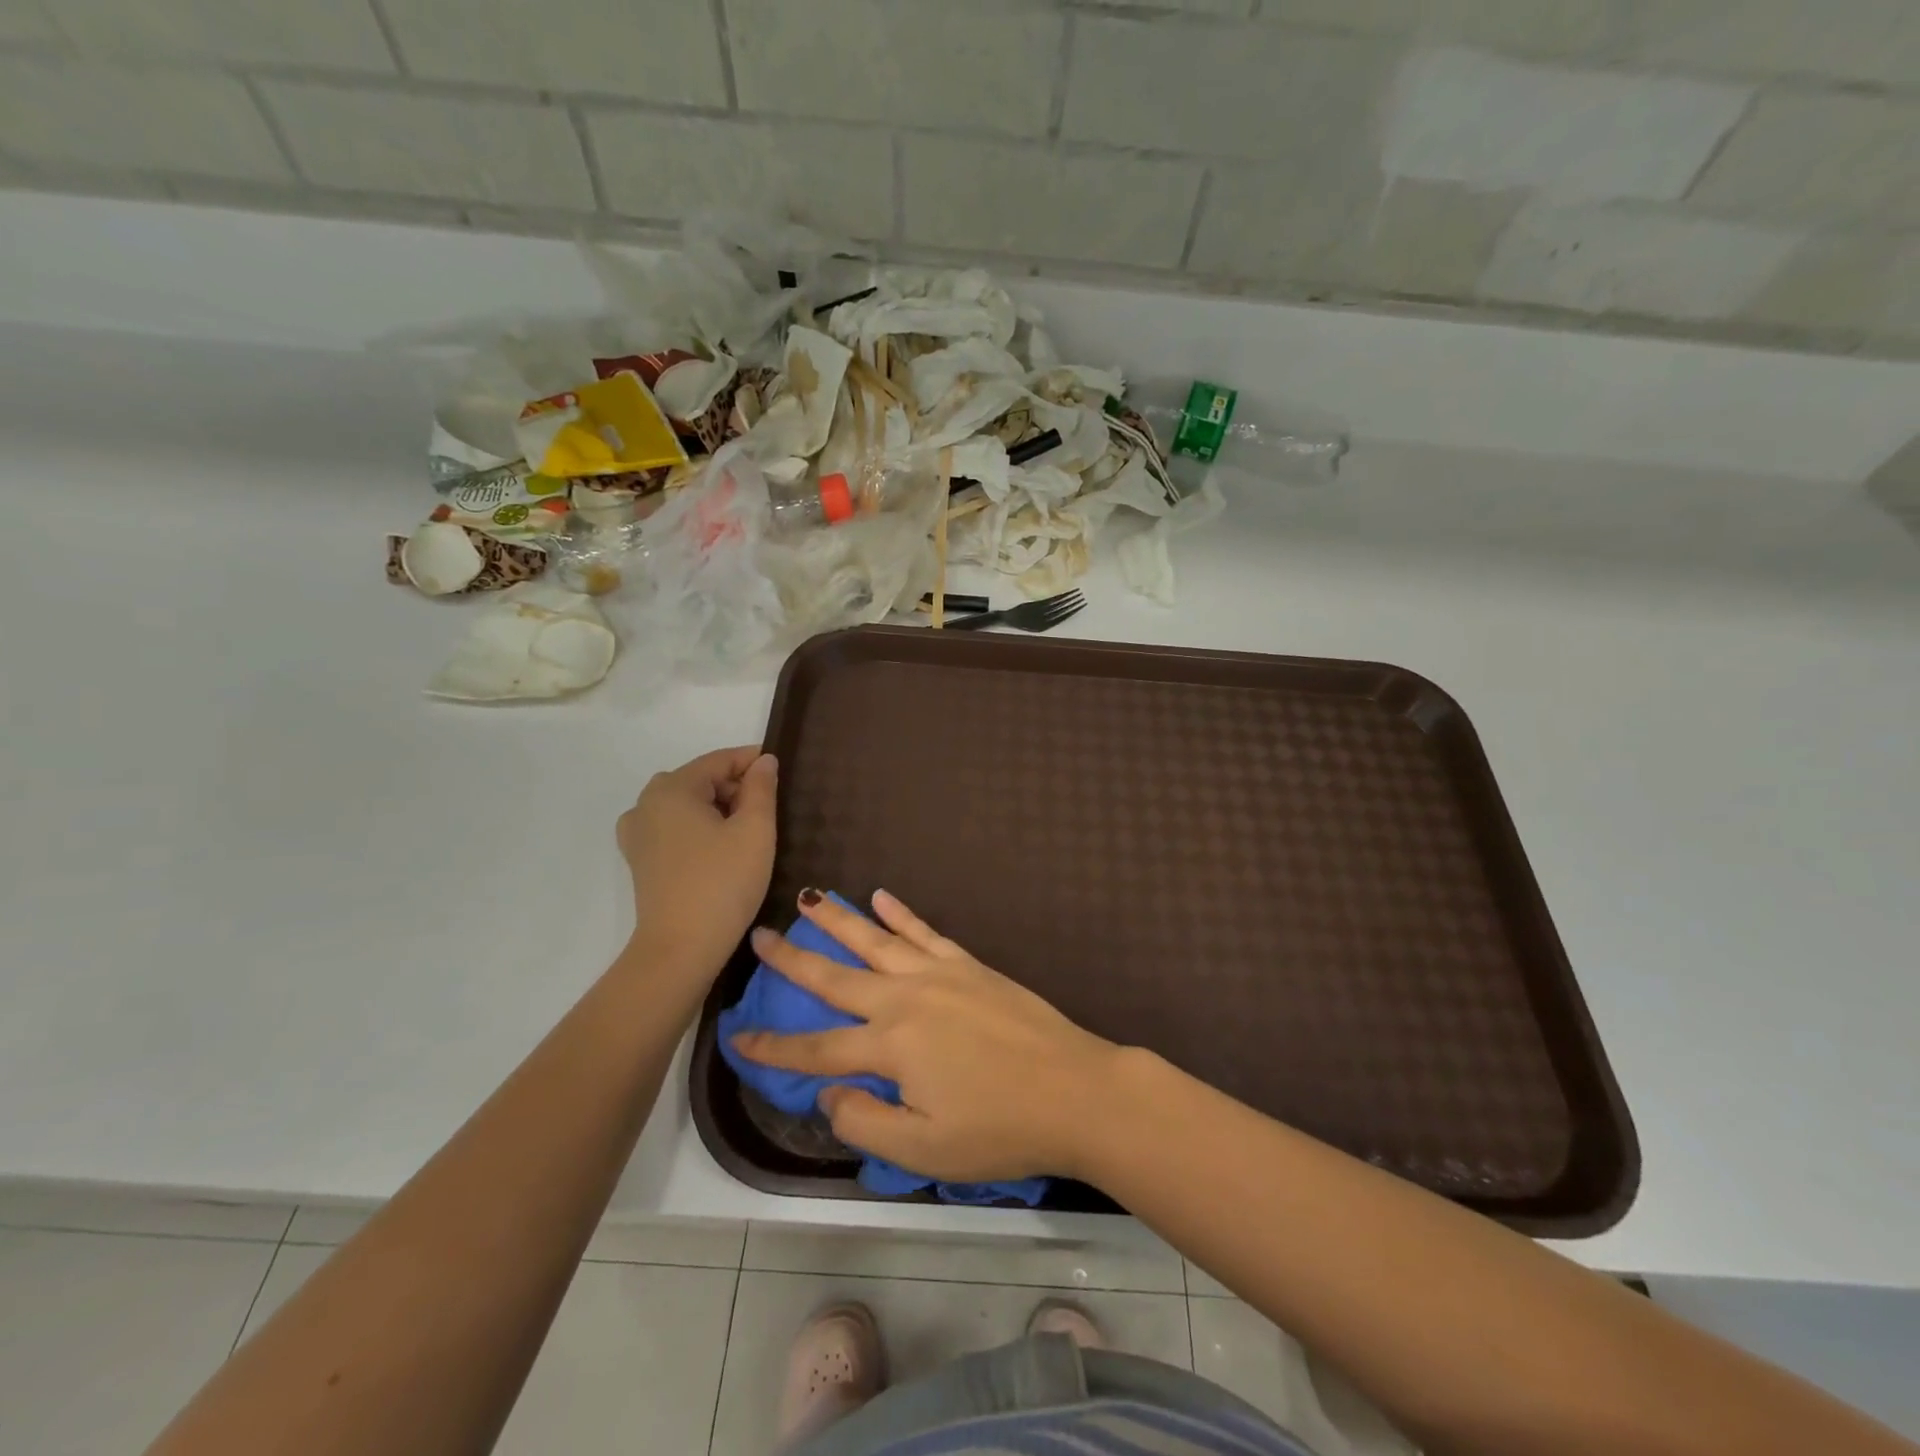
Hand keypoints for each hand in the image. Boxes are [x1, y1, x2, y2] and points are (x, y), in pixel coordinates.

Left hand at [619, 746, 776, 981]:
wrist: (681, 949)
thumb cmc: (723, 883)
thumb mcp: (755, 831)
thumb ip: (761, 788)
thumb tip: (764, 761)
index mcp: (672, 788)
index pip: (720, 760)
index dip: (753, 761)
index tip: (782, 771)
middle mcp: (646, 802)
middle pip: (701, 780)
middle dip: (736, 787)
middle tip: (770, 809)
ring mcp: (638, 832)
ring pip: (687, 804)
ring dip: (718, 809)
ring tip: (748, 831)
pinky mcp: (640, 859)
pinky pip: (674, 827)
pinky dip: (699, 828)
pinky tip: (720, 849)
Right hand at [730, 890, 1123, 1182]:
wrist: (1075, 1090)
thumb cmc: (1000, 1129)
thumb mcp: (926, 1149)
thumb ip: (866, 1123)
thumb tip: (828, 1095)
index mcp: (891, 1047)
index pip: (817, 1049)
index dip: (774, 1048)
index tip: (737, 1038)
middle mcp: (906, 999)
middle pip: (836, 977)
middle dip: (794, 958)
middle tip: (760, 935)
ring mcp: (940, 975)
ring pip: (876, 940)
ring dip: (838, 919)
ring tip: (808, 898)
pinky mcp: (969, 965)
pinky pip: (925, 932)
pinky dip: (901, 912)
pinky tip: (881, 895)